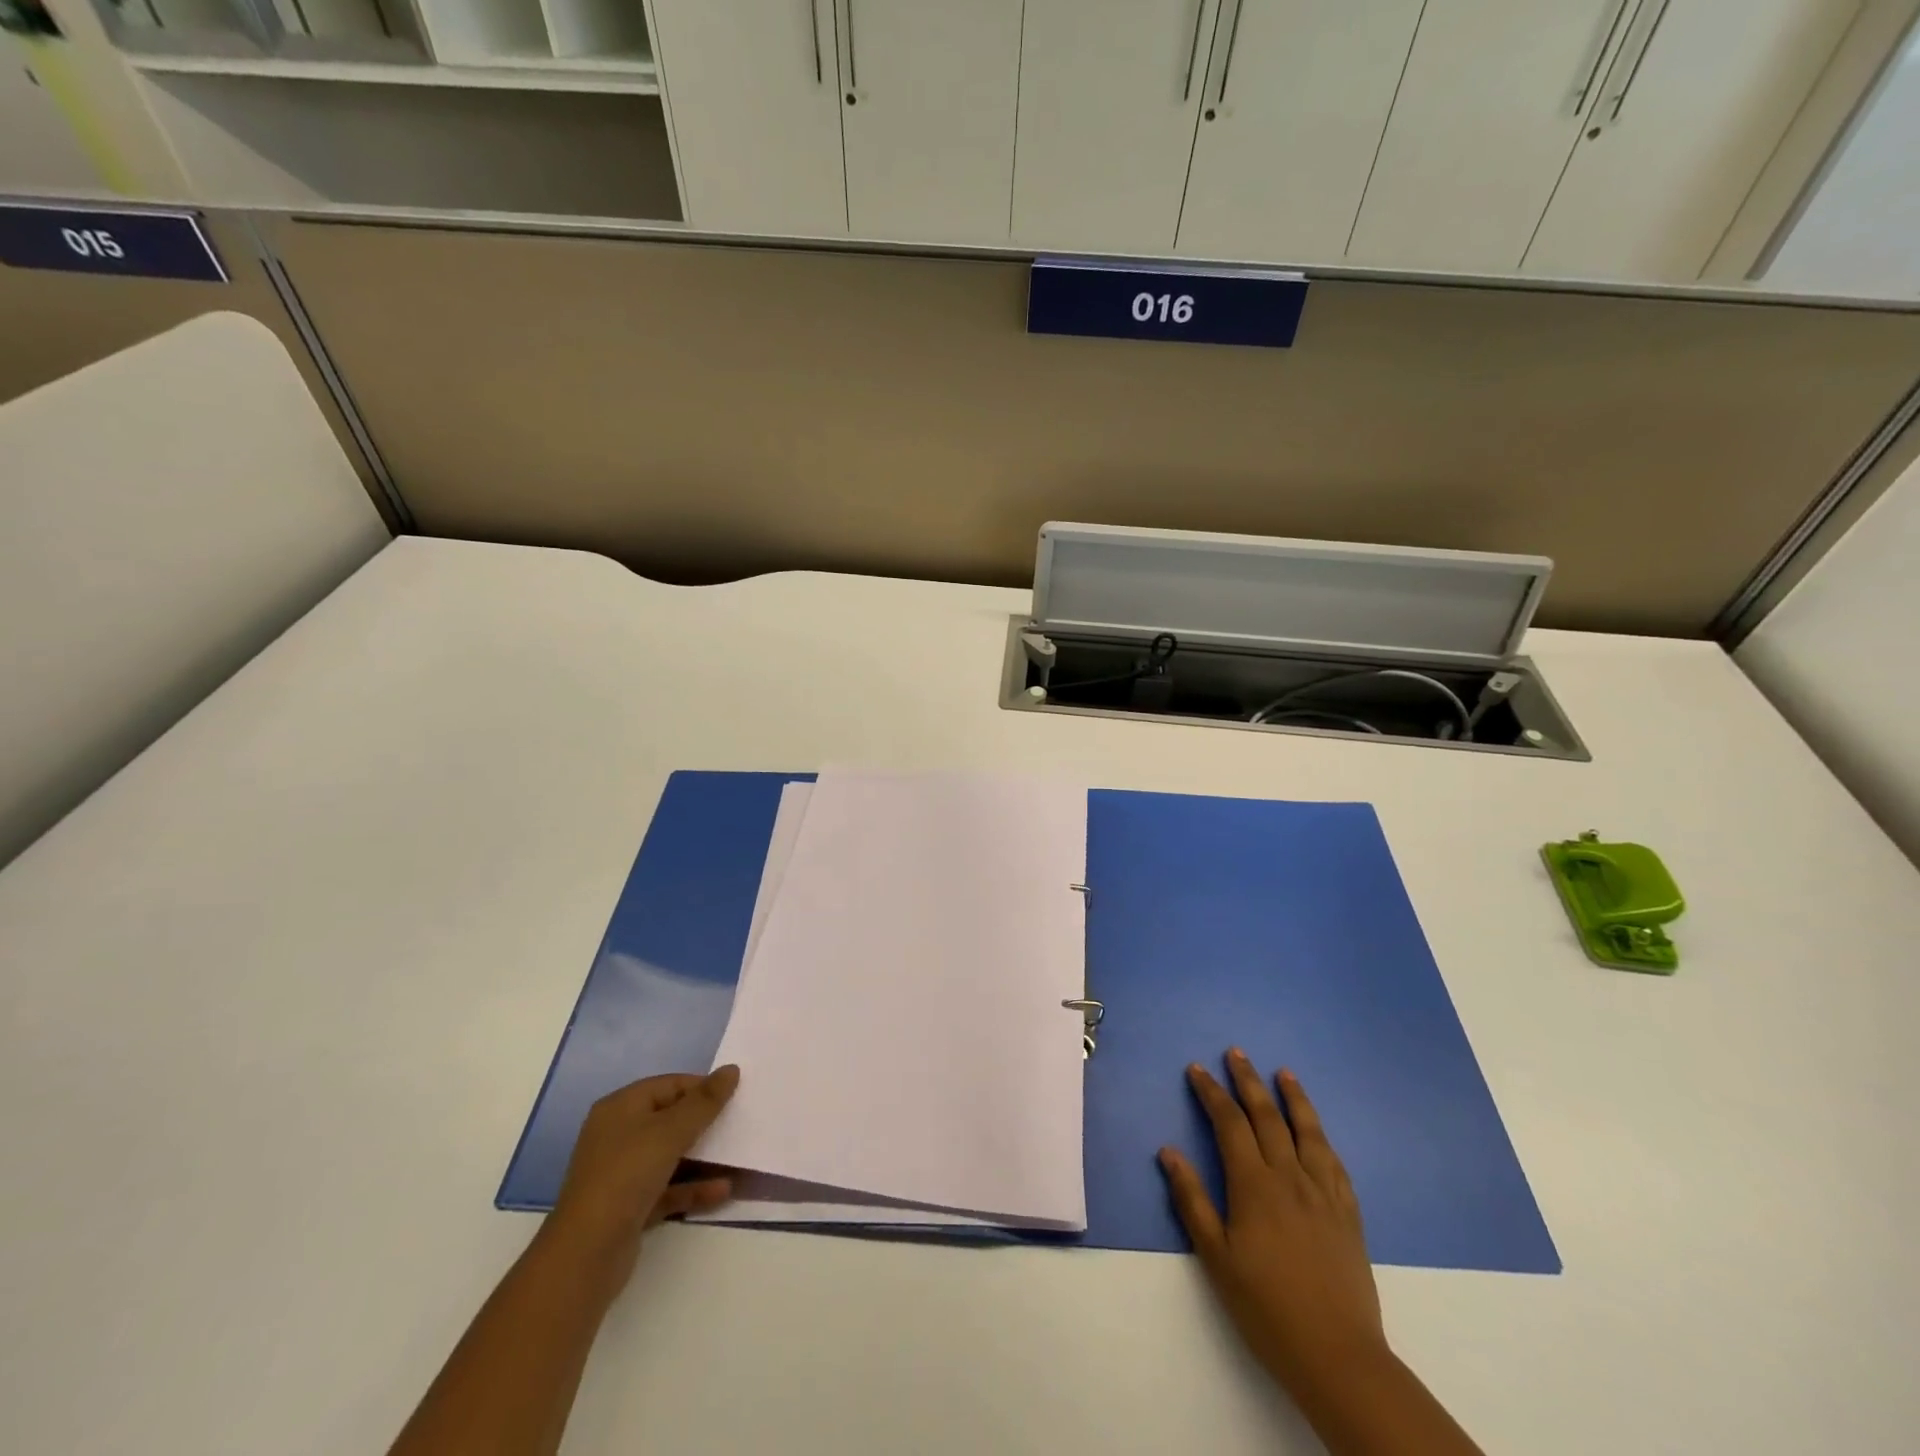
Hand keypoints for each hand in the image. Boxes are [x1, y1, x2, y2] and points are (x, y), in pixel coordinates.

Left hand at [543, 1066, 739, 1293]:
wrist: (585, 1255)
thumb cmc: (627, 1175)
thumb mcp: (670, 1131)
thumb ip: (704, 1101)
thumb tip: (731, 1069)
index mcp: (621, 1108)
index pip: (668, 1085)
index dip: (701, 1088)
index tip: (734, 1096)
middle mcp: (618, 1135)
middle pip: (669, 1119)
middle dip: (704, 1122)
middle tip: (738, 1122)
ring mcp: (622, 1173)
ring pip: (670, 1156)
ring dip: (703, 1157)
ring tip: (738, 1156)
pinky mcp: (629, 1207)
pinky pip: (668, 1188)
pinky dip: (693, 1187)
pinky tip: (724, 1189)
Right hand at [1158, 1050, 1385, 1396]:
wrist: (1338, 1356)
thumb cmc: (1266, 1307)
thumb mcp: (1216, 1258)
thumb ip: (1192, 1200)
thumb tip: (1168, 1151)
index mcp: (1255, 1185)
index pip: (1230, 1124)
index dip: (1212, 1093)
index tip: (1197, 1069)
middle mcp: (1290, 1177)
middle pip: (1267, 1117)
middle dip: (1248, 1081)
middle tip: (1236, 1053)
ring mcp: (1324, 1194)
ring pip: (1308, 1131)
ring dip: (1293, 1098)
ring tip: (1283, 1072)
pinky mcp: (1348, 1214)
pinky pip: (1335, 1163)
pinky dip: (1322, 1137)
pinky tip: (1317, 1131)